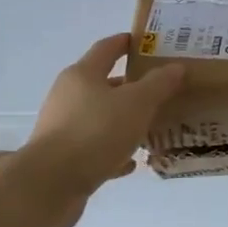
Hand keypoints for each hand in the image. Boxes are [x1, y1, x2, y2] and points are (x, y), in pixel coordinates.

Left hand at [18, 34, 184, 226]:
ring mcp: (63, 127)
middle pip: (103, 84)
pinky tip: (132, 161)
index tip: (146, 42)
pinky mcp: (63, 156)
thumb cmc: (96, 132)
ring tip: (152, 126)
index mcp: (83, 75)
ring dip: (124, 120)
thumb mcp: (137, 104)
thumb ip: (159, 84)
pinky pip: (95, 147)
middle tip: (161, 89)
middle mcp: (68, 96)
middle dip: (131, 86)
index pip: (107, 48)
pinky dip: (114, 150)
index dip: (126, 42)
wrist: (51, 183)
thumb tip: (176, 67)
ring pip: (101, 117)